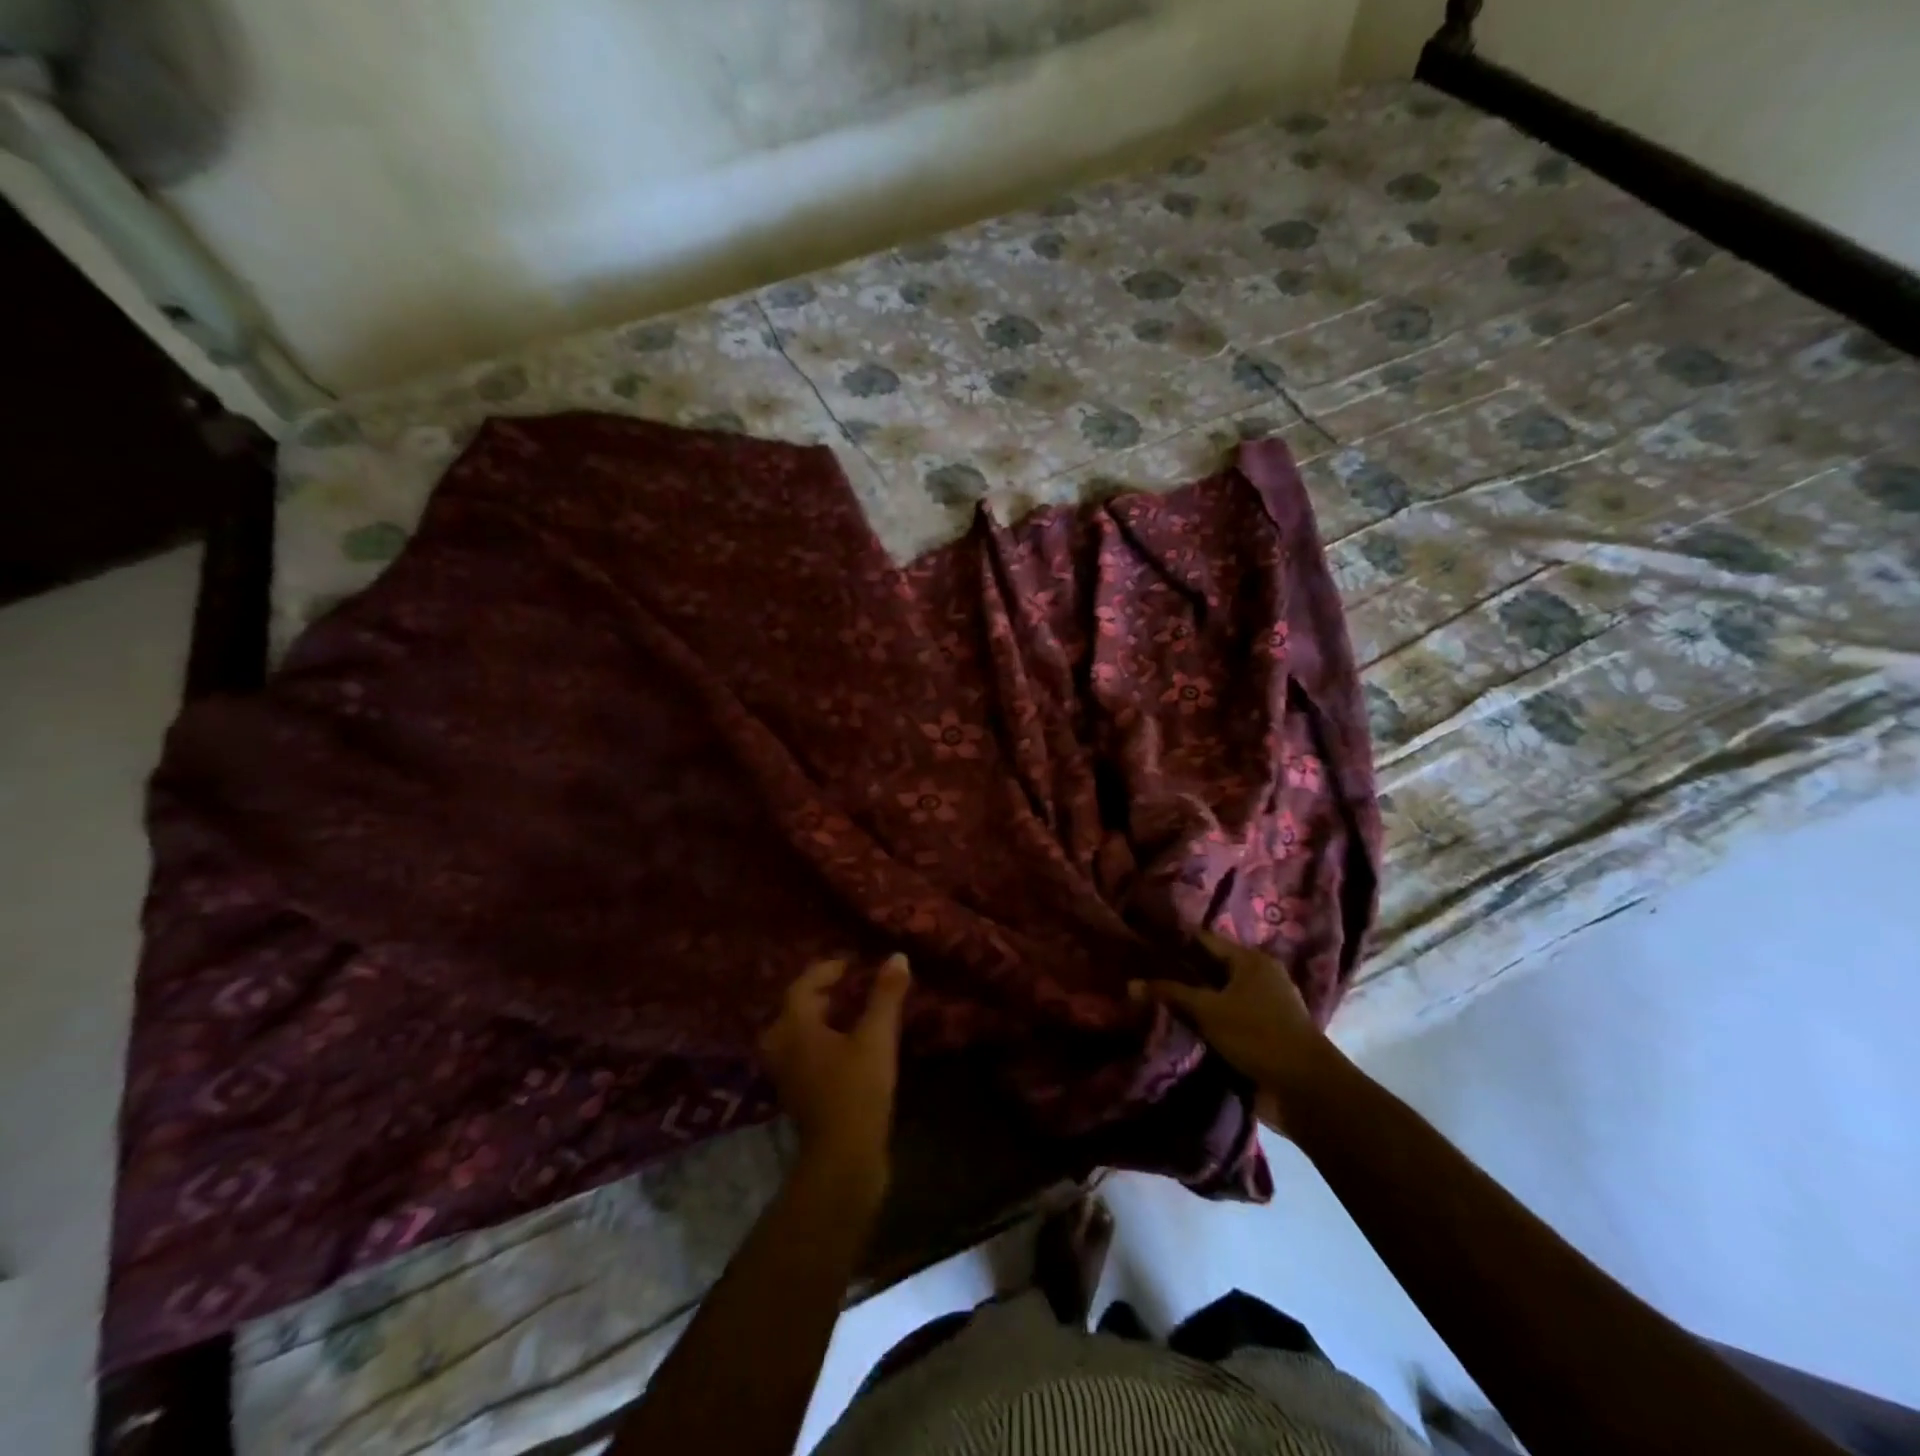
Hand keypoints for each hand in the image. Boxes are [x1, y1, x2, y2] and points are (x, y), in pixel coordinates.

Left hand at [759, 954, 910, 1193]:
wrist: (844, 1158)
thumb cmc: (857, 1089)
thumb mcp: (876, 1037)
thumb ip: (885, 995)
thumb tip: (897, 956)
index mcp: (794, 1027)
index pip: (801, 986)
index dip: (825, 971)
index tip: (849, 964)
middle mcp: (782, 1047)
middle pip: (793, 1009)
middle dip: (818, 994)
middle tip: (846, 986)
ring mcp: (786, 1075)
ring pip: (796, 1034)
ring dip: (818, 1019)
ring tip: (848, 1012)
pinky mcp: (797, 1095)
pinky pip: (802, 1053)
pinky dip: (819, 1041)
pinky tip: (845, 1046)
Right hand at [1131, 929, 1347, 1136]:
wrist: (1304, 1089)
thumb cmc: (1257, 1035)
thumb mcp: (1208, 1010)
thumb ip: (1171, 993)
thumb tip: (1131, 983)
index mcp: (1251, 960)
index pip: (1205, 940)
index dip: (1174, 940)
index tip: (1143, 943)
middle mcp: (1259, 976)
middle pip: (1211, 968)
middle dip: (1180, 972)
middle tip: (1142, 973)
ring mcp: (1264, 1006)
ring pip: (1218, 995)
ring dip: (1193, 1000)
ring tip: (1154, 999)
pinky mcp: (1263, 1034)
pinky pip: (1226, 1018)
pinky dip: (1207, 1021)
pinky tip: (1180, 1025)